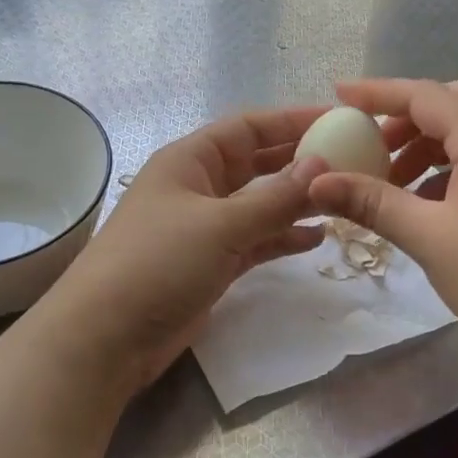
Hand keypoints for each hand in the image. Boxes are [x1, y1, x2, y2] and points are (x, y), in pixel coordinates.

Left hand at [39, 107, 332, 395]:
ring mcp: (204, 227)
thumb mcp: (221, 224)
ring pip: (260, 204)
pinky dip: (282, 238)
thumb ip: (274, 197)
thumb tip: (321, 164)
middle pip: (257, 163)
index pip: (248, 127)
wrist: (106, 337)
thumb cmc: (158, 263)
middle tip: (351, 161)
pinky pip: (255, 240)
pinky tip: (316, 239)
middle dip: (299, 162)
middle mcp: (198, 187)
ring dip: (296, 202)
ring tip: (341, 201)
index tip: (337, 121)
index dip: (291, 121)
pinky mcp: (211, 263)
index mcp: (190, 160)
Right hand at [307, 78, 457, 393]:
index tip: (339, 94)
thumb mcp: (428, 237)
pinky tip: (421, 202)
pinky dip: (443, 167)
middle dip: (406, 115)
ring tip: (389, 179)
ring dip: (424, 143)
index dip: (379, 92)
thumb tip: (317, 182)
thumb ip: (372, 202)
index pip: (425, 96)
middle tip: (371, 141)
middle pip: (452, 103)